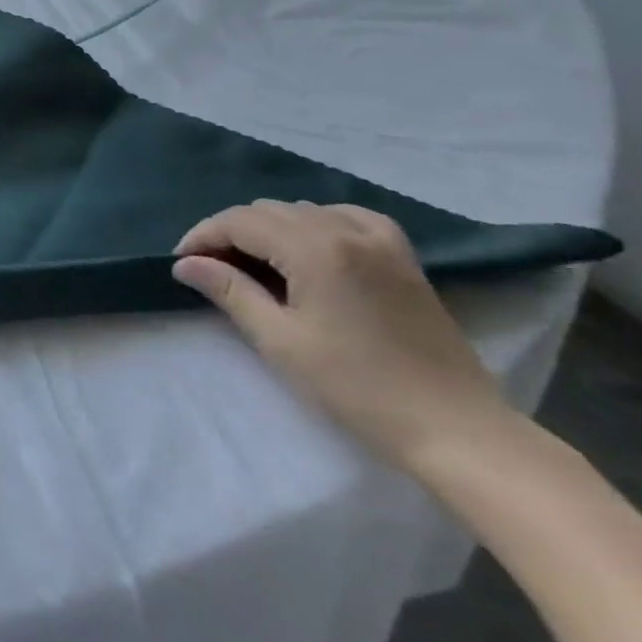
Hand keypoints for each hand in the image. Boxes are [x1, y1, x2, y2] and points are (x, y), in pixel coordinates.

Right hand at [172, 200, 518, 469]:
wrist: (459, 430)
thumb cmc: (360, 389)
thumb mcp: (281, 342)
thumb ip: (230, 291)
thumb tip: (186, 264)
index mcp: (315, 248)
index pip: (239, 221)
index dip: (203, 236)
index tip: (182, 262)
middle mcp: (345, 229)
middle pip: (267, 211)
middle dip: (230, 232)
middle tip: (211, 267)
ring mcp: (379, 239)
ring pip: (301, 211)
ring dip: (268, 228)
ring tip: (252, 263)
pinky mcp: (402, 255)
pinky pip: (344, 216)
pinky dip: (314, 223)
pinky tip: (308, 246)